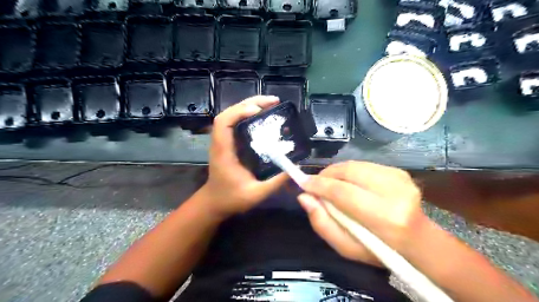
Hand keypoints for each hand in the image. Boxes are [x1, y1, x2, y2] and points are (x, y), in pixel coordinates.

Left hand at [199, 96, 290, 218]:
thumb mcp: (255, 194)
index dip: (239, 111)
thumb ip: (275, 183)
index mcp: (223, 151)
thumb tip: (294, 168)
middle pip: (228, 113)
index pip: (223, 122)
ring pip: (232, 115)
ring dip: (250, 106)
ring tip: (271, 104)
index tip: (259, 110)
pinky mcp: (230, 143)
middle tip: (273, 101)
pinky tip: (263, 116)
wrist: (215, 202)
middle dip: (250, 102)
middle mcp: (221, 142)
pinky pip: (237, 123)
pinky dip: (249, 115)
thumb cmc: (231, 199)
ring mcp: (224, 141)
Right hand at [297, 161, 427, 264]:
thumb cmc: (379, 249)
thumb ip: (322, 223)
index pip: (342, 192)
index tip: (303, 183)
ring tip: (329, 184)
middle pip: (348, 171)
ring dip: (336, 172)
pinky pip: (363, 165)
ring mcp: (399, 177)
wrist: (417, 240)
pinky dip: (349, 171)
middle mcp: (394, 191)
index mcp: (384, 217)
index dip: (319, 185)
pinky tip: (347, 182)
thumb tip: (304, 197)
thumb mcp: (346, 247)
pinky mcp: (399, 171)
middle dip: (326, 175)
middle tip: (315, 184)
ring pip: (354, 165)